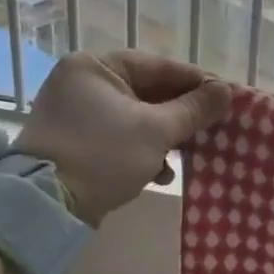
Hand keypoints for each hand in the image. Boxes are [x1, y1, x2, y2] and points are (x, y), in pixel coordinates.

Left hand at [14, 52, 230, 225]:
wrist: (45, 207)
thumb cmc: (103, 155)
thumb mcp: (158, 130)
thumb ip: (195, 108)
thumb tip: (227, 90)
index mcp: (96, 67)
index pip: (161, 67)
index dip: (199, 83)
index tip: (228, 99)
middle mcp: (82, 82)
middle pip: (150, 92)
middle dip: (182, 115)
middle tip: (213, 128)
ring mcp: (76, 113)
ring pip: (139, 117)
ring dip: (166, 137)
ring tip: (188, 155)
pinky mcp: (76, 141)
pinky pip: (122, 135)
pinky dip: (144, 151)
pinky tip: (160, 173)